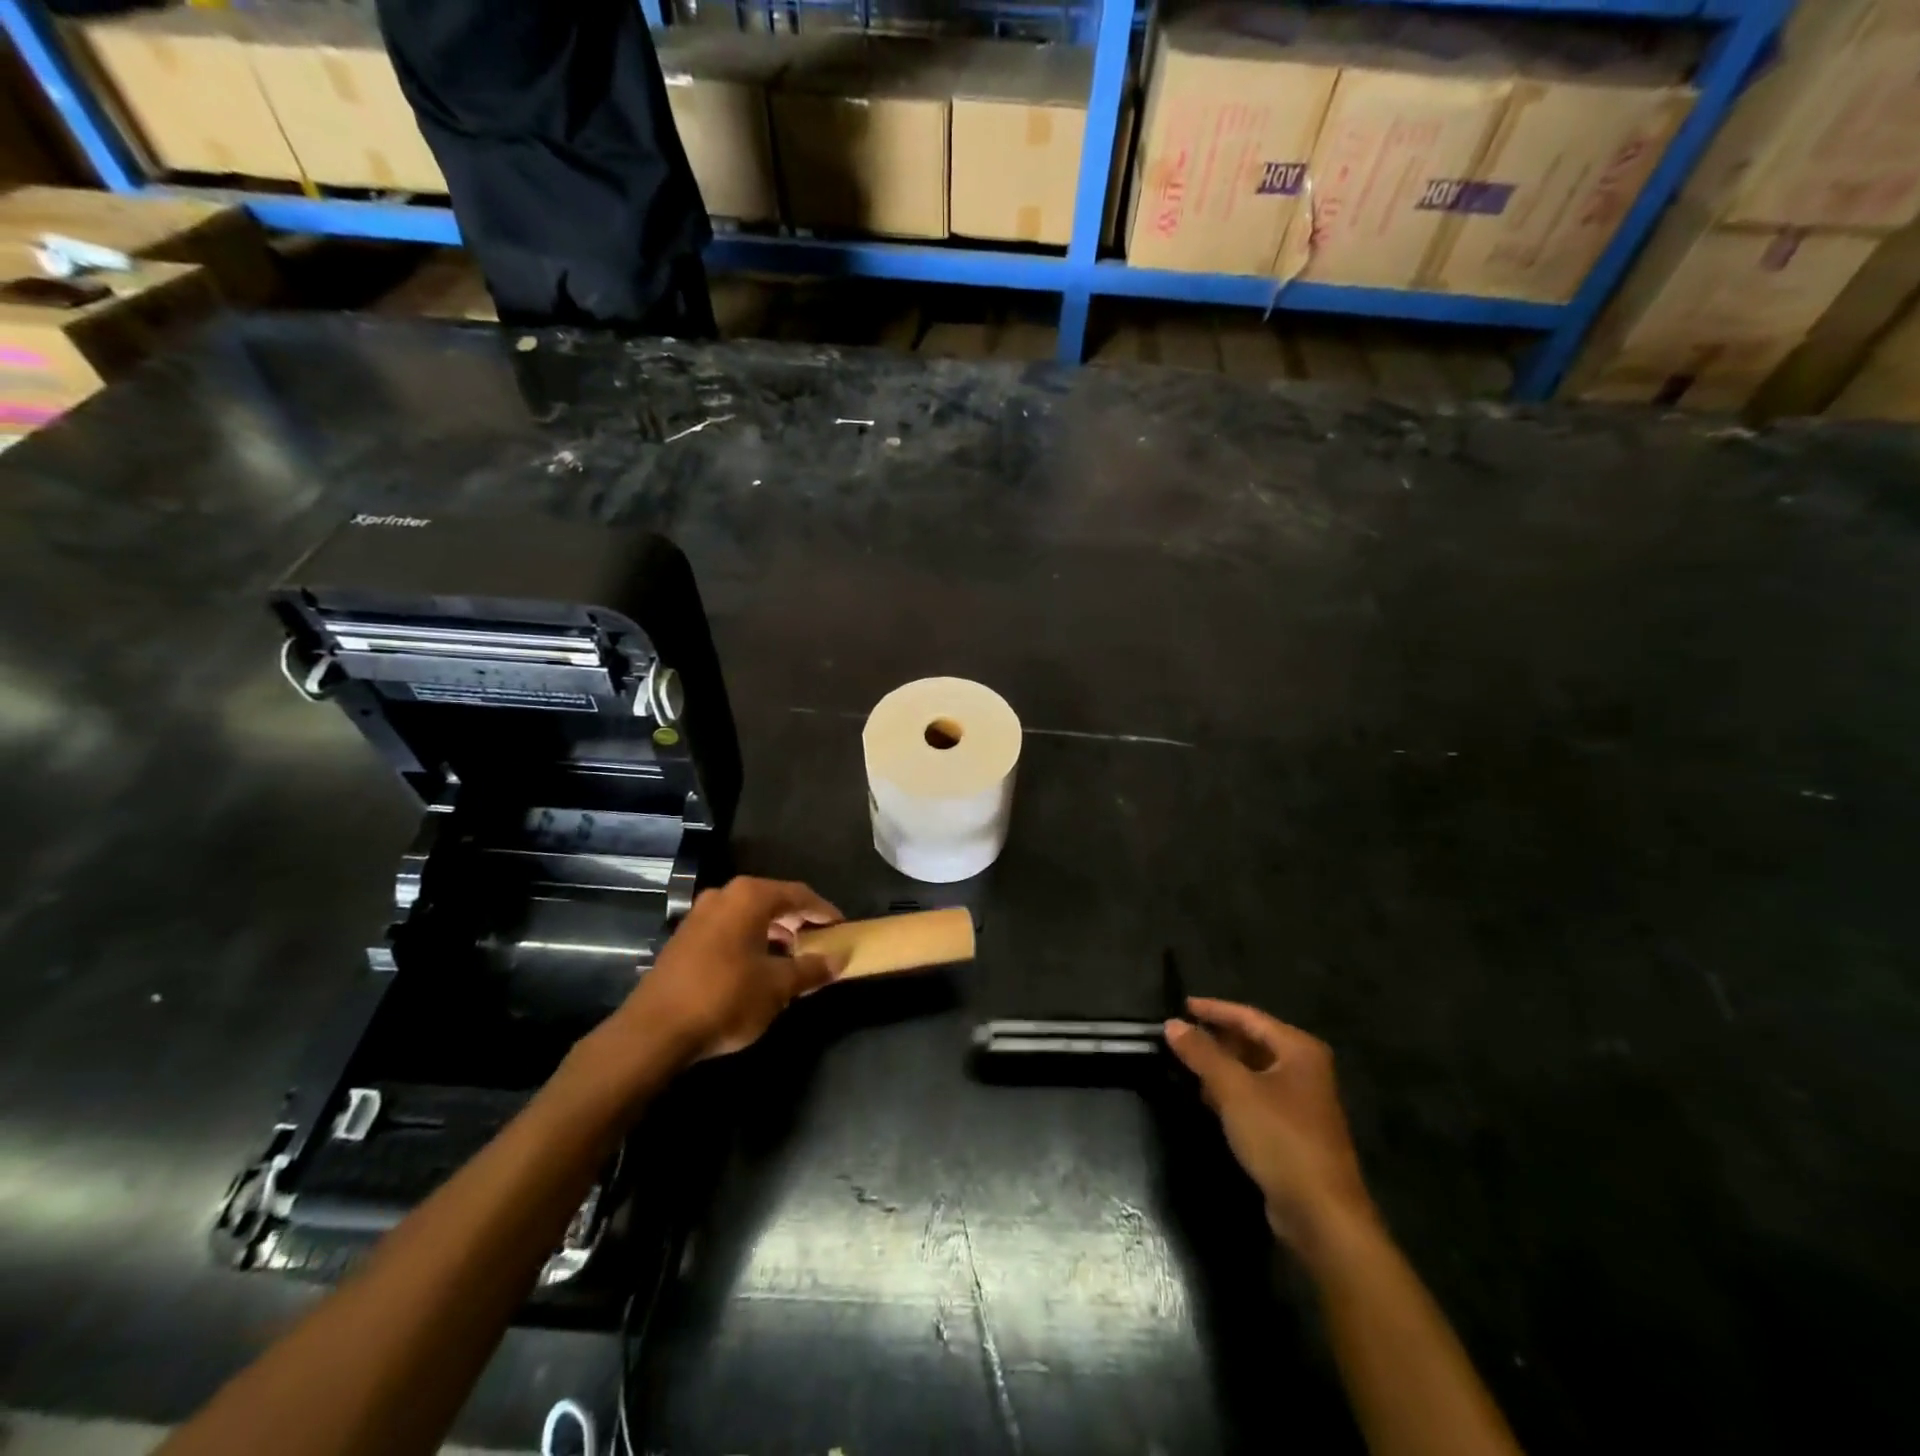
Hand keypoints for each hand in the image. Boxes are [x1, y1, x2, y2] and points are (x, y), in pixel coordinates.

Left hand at [613, 876, 845, 1063]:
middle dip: (798, 922)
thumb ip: (812, 969)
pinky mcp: (684, 938)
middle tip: (819, 943)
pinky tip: (758, 968)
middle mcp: (724, 896)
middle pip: (773, 901)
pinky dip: (750, 941)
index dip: (824, 911)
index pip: (799, 894)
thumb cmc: (726, 998)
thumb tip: (840, 959)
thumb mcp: (778, 986)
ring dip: (774, 932)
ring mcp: (700, 915)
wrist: (654, 1031)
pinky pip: (729, 929)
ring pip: (749, 916)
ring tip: (792, 958)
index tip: (842, 928)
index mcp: (750, 897)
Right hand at [1165, 997, 1377, 1258]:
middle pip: (1252, 1041)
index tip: (1181, 1006)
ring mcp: (1300, 1101)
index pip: (1249, 1016)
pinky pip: (1255, 1096)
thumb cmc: (1280, 1138)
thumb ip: (1202, 1053)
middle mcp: (1304, 1069)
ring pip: (1252, 1070)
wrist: (1321, 1214)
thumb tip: (1172, 1024)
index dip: (1213, 1010)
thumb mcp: (1234, 1090)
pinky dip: (1231, 1091)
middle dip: (1216, 1038)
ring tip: (1185, 1062)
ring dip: (1221, 1066)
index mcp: (1299, 1049)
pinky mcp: (1292, 1130)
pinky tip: (1206, 1097)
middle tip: (1179, 1035)